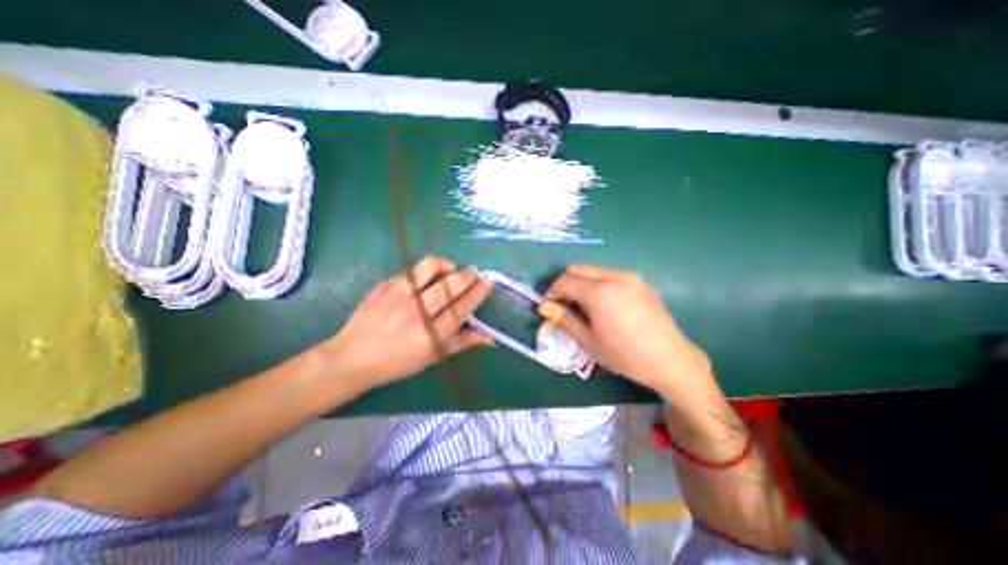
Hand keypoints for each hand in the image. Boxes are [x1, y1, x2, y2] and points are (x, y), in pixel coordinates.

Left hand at [321, 259, 494, 389]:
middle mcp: (416, 313)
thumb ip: (463, 342)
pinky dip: (424, 272)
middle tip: (474, 272)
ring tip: (450, 270)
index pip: (461, 308)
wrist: (352, 357)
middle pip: (449, 286)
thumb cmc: (397, 362)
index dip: (477, 292)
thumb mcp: (433, 356)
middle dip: (467, 275)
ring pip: (429, 268)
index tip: (487, 281)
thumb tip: (491, 338)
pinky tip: (425, 280)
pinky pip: (411, 270)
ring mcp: (398, 296)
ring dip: (446, 265)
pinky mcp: (384, 286)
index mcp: (430, 335)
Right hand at [544, 263, 706, 392]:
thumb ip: (565, 319)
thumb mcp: (589, 341)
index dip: (553, 292)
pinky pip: (611, 275)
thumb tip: (545, 307)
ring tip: (586, 306)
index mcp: (599, 292)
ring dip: (583, 283)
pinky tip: (607, 306)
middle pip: (578, 268)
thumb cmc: (624, 355)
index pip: (565, 281)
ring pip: (595, 270)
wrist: (670, 360)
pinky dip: (600, 284)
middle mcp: (614, 277)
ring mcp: (630, 277)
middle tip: (566, 305)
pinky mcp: (641, 283)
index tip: (550, 306)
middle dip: (566, 283)